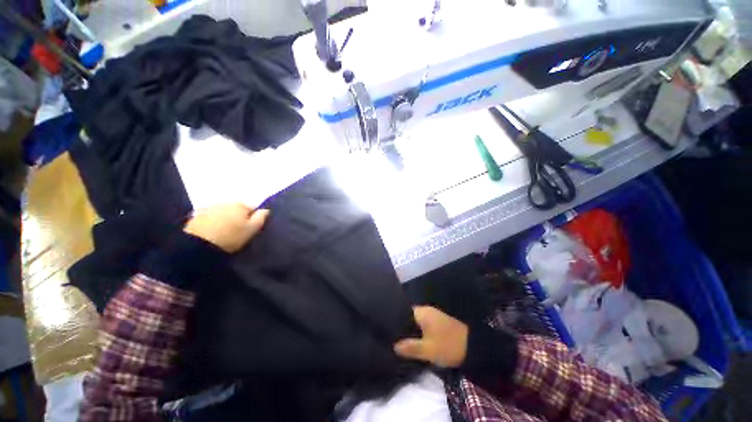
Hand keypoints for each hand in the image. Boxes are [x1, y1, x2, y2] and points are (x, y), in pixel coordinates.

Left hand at [184, 204, 269, 252]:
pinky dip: (213, 221)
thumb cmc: (231, 237)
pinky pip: (210, 216)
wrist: (199, 245)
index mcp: (240, 205)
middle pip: (237, 208)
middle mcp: (225, 202)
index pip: (253, 208)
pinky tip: (212, 231)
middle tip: (237, 230)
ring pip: (223, 211)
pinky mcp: (196, 215)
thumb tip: (266, 209)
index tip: (251, 228)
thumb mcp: (252, 229)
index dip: (253, 218)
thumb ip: (261, 218)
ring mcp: (209, 208)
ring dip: (225, 218)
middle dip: (238, 216)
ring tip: (224, 231)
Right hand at [394, 306, 468, 367]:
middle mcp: (426, 310)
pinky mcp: (439, 323)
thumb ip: (410, 347)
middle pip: (409, 318)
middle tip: (393, 340)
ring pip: (416, 323)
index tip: (388, 332)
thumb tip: (393, 346)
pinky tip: (415, 342)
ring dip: (411, 332)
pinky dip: (419, 333)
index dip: (395, 322)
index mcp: (422, 312)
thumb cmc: (448, 345)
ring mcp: (433, 316)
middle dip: (403, 329)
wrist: (473, 348)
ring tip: (401, 342)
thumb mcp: (427, 349)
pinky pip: (424, 326)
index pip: (402, 312)